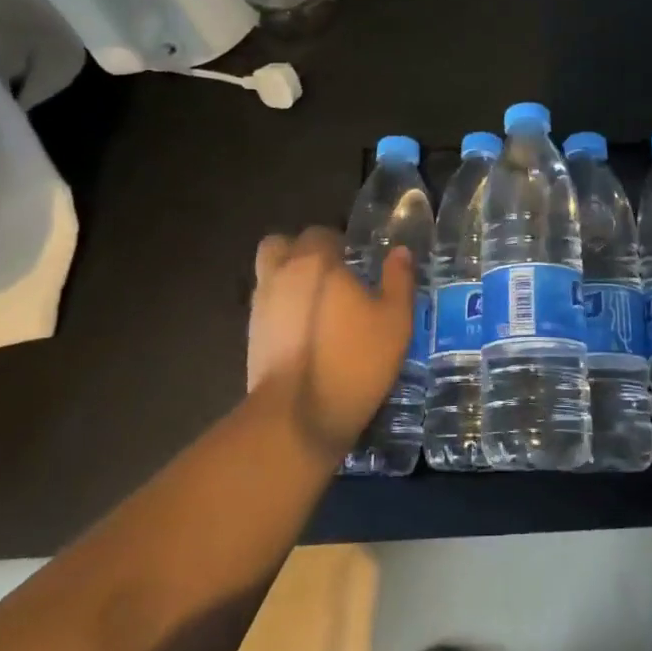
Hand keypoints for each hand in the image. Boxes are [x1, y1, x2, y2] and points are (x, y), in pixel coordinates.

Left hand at [246, 227, 413, 460]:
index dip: (338, 243)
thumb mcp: (395, 320)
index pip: (320, 232)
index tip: (356, 262)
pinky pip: (266, 308)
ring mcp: (260, 307)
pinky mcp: (252, 338)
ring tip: (318, 306)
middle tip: (328, 274)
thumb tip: (400, 252)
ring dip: (287, 280)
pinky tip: (306, 333)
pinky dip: (281, 310)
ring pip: (268, 276)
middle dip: (300, 252)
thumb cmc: (353, 360)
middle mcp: (281, 275)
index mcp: (316, 262)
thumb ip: (398, 280)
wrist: (298, 418)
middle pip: (280, 245)